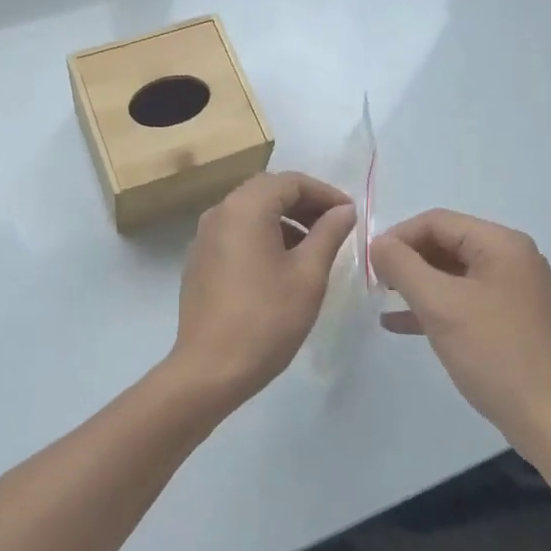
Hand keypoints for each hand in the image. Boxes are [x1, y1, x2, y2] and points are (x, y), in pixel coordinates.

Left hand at [169, 171, 356, 410]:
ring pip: (251, 212)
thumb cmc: (267, 318)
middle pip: (268, 191)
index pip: (291, 182)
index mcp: (245, 207)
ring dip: (285, 220)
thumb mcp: (308, 274)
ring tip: (314, 248)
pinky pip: (236, 233)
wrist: (210, 368)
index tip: (350, 214)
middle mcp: (220, 212)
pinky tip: (282, 265)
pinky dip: (263, 236)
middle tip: (335, 227)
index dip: (325, 193)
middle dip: (305, 204)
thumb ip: (329, 233)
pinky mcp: (200, 260)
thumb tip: (344, 210)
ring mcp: (204, 236)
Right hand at [371, 209, 550, 456]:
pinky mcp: (511, 318)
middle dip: (407, 259)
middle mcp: (512, 258)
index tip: (369, 263)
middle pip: (446, 243)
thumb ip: (402, 266)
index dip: (398, 236)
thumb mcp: (440, 305)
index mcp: (501, 244)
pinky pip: (464, 298)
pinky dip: (434, 305)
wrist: (550, 421)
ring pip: (453, 272)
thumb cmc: (494, 354)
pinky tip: (401, 323)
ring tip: (383, 298)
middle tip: (375, 282)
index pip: (437, 221)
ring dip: (417, 283)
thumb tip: (378, 243)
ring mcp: (514, 289)